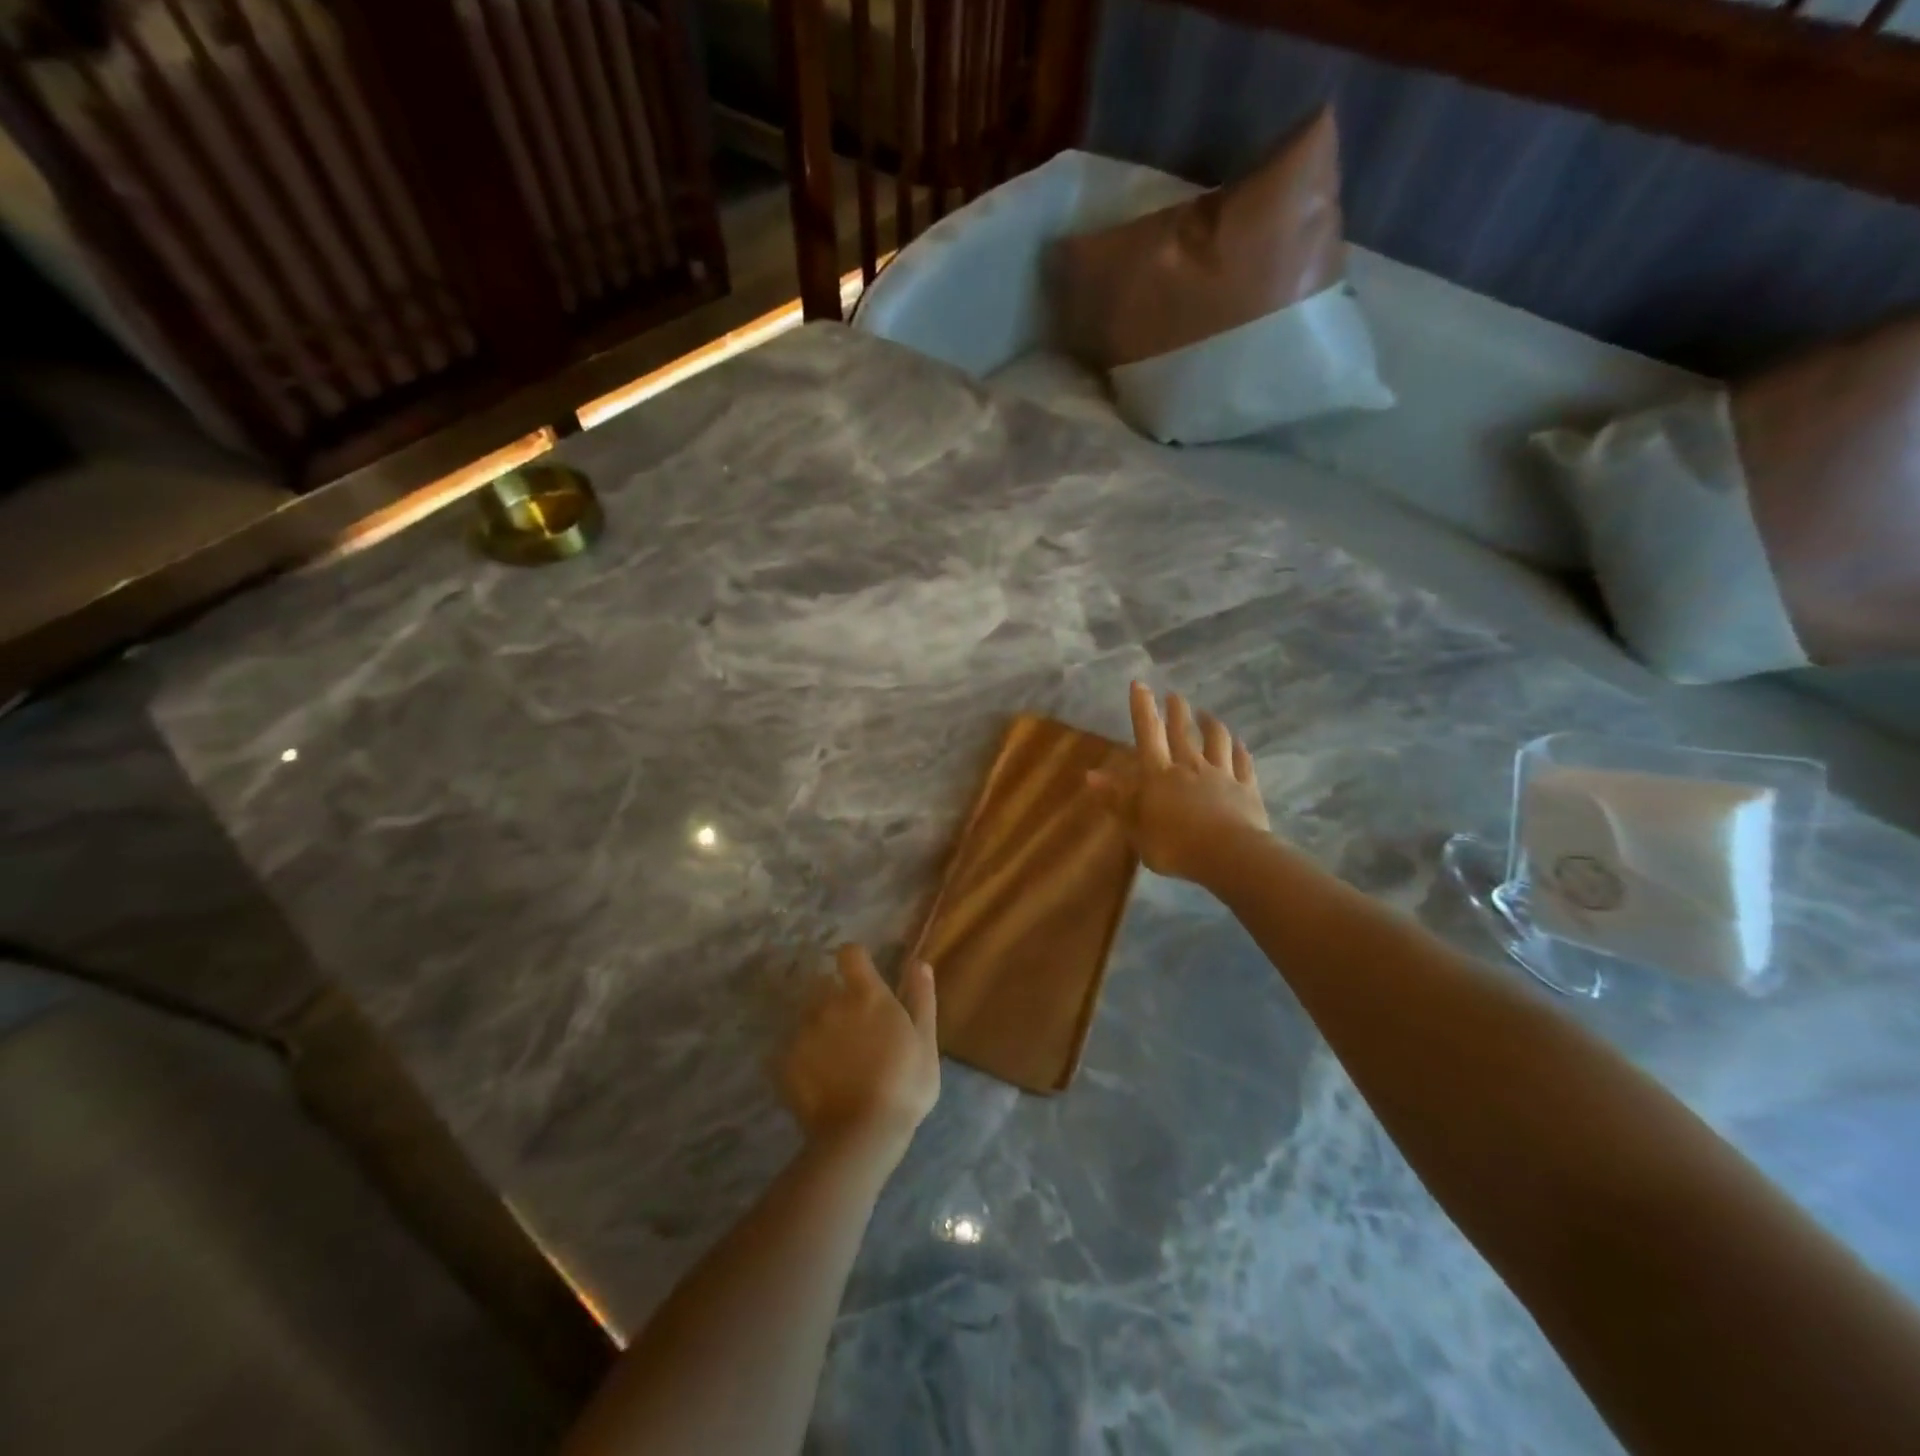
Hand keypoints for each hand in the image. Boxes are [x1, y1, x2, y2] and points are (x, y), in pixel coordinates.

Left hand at [778, 945, 939, 1164]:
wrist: (862, 1135)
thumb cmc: (904, 1085)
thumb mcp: (925, 1041)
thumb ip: (921, 998)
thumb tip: (919, 963)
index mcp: (866, 995)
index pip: (850, 953)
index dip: (855, 959)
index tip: (861, 974)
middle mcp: (830, 1004)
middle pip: (824, 984)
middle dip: (834, 997)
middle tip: (852, 1028)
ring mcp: (804, 1033)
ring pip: (807, 1017)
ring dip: (818, 1027)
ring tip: (834, 1058)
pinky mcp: (784, 1062)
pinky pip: (790, 1049)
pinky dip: (802, 1058)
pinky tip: (817, 1080)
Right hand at [1086, 681, 1269, 884]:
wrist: (1229, 855)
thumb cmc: (1174, 845)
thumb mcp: (1136, 828)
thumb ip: (1117, 800)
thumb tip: (1091, 775)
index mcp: (1159, 775)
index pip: (1148, 734)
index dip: (1143, 709)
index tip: (1140, 684)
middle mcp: (1190, 766)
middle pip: (1182, 732)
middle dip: (1176, 711)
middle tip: (1174, 695)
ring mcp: (1221, 775)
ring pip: (1216, 741)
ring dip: (1210, 724)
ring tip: (1207, 714)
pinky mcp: (1246, 789)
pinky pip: (1243, 763)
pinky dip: (1240, 751)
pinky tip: (1240, 744)